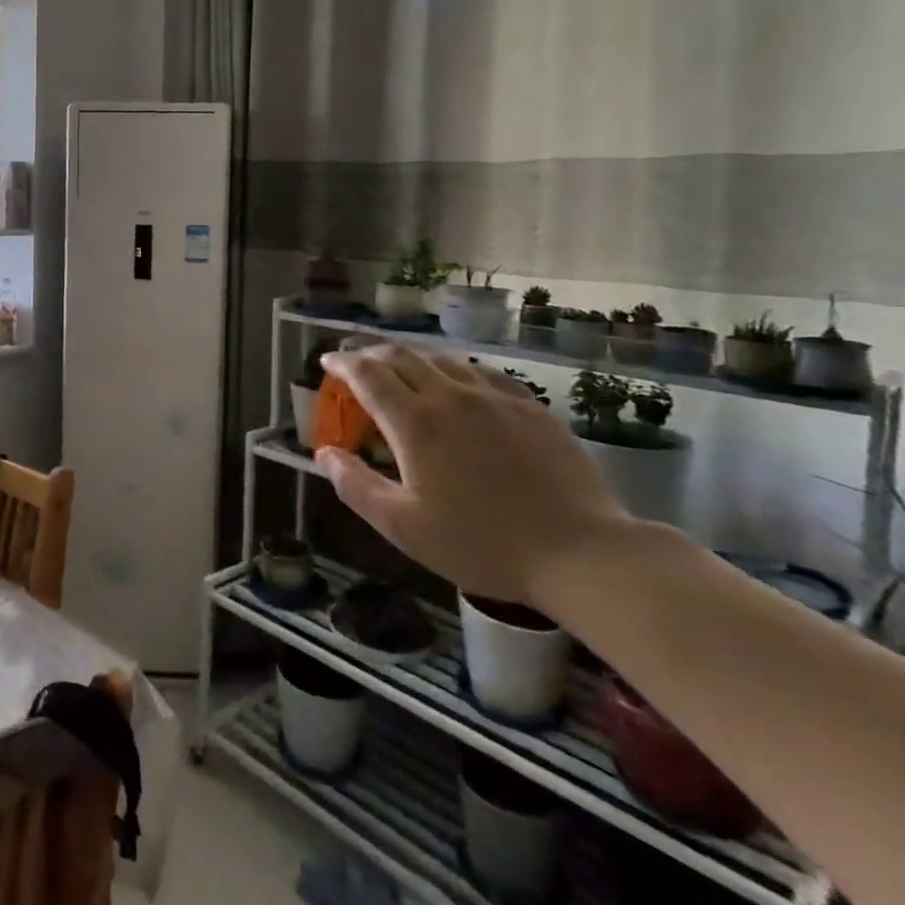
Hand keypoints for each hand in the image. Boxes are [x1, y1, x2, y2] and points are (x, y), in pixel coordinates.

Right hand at [316, 343, 631, 606]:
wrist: (580, 552)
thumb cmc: (482, 544)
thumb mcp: (404, 527)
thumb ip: (356, 486)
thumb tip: (324, 454)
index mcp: (415, 422)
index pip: (368, 375)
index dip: (342, 364)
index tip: (327, 362)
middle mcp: (450, 396)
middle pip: (402, 356)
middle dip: (371, 353)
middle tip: (356, 361)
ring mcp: (494, 397)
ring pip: (443, 358)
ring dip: (411, 356)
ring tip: (400, 367)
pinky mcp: (529, 407)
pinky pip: (482, 372)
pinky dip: (454, 368)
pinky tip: (458, 381)